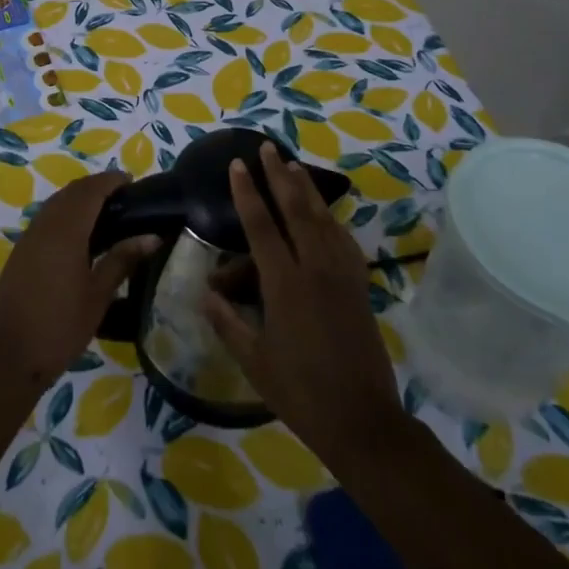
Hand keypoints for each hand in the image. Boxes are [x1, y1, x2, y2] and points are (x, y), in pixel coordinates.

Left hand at [0, 170, 156, 396]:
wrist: (8, 356)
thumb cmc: (59, 326)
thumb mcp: (98, 295)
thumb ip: (122, 260)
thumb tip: (152, 237)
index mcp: (66, 230)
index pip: (90, 190)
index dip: (110, 181)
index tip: (131, 181)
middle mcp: (44, 225)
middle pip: (71, 192)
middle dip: (96, 186)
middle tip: (123, 197)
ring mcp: (28, 238)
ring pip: (56, 203)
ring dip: (78, 199)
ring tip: (105, 213)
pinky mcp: (20, 252)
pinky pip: (46, 218)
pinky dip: (65, 213)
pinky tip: (79, 235)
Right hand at [203, 143, 406, 469]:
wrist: (362, 420)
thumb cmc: (300, 392)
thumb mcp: (254, 361)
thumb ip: (228, 323)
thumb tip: (205, 293)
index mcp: (285, 284)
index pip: (261, 226)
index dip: (247, 193)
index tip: (236, 165)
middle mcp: (315, 269)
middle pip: (295, 210)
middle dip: (278, 176)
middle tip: (265, 148)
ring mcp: (341, 275)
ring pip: (322, 219)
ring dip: (305, 189)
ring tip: (291, 165)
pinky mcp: (358, 286)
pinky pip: (343, 240)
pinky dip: (330, 219)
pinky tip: (324, 213)